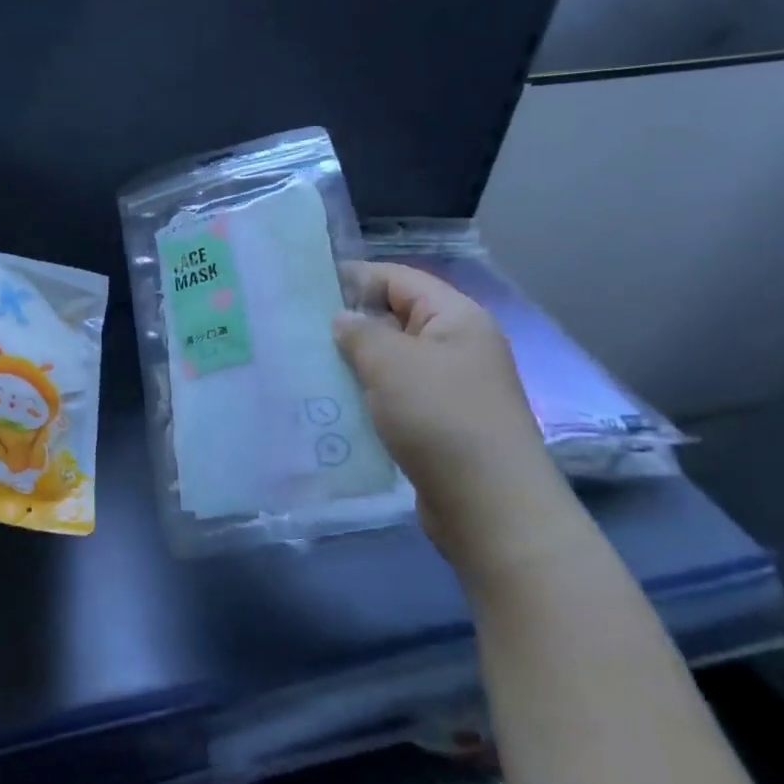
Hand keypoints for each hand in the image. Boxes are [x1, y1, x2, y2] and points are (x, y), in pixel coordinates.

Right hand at [333, 263, 579, 575]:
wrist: (489, 506)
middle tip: (295, 330)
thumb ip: (359, 331)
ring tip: (305, 366)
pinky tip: (331, 404)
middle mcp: (456, 346)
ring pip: (390, 360)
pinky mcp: (438, 422)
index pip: (397, 279)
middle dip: (347, 323)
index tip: (304, 289)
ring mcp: (449, 387)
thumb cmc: (440, 418)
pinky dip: (365, 395)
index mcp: (455, 318)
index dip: (353, 277)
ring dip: (352, 363)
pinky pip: (393, 395)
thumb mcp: (391, 362)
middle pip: (393, 318)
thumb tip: (342, 320)